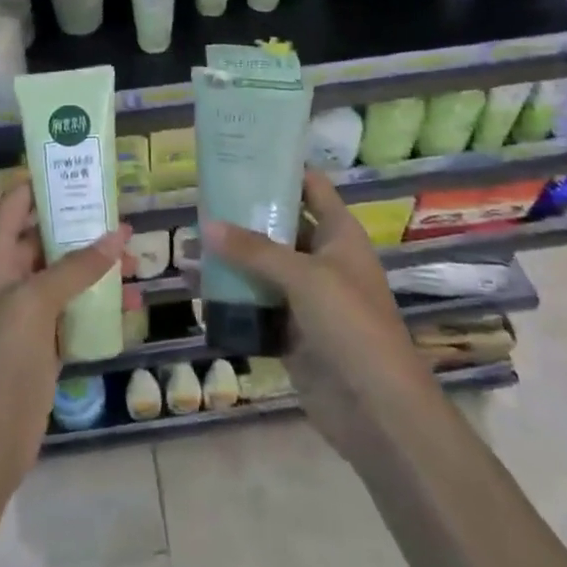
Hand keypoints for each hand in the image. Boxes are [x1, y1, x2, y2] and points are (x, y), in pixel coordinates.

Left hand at [0, 184, 129, 481]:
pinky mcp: (45, 345)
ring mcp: (27, 314)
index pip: (15, 206)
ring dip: (96, 264)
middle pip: (45, 238)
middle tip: (122, 209)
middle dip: (81, 224)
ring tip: (136, 253)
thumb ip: (75, 267)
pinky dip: (99, 302)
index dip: (42, 183)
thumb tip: (118, 233)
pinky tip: (130, 299)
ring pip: (65, 275)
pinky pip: (75, 311)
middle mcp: (9, 280)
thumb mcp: (33, 305)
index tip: (79, 164)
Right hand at [200, 170, 429, 460]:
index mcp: (339, 235)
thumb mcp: (305, 277)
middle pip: (279, 227)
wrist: (378, 411)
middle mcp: (322, 260)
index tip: (240, 155)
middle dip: (242, 216)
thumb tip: (206, 224)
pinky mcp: (290, 333)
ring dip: (229, 259)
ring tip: (187, 246)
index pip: (310, 187)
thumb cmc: (352, 326)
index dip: (280, 169)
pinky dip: (229, 297)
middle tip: (199, 201)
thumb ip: (255, 250)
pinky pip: (254, 306)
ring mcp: (306, 299)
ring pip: (261, 268)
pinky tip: (196, 288)